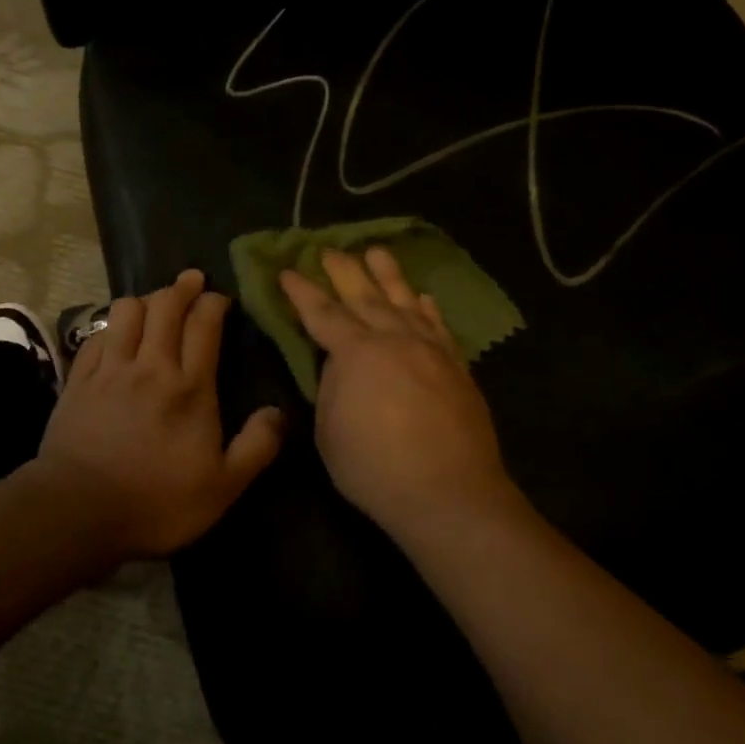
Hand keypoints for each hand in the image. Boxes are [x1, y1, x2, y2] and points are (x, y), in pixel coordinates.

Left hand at [29, 268, 284, 561]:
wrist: (78, 513)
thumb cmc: (157, 502)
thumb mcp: (223, 487)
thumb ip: (256, 446)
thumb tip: (279, 412)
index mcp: (189, 387)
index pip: (203, 325)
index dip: (213, 303)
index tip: (220, 298)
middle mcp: (150, 366)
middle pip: (165, 306)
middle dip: (182, 287)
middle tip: (192, 280)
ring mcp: (109, 370)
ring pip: (126, 312)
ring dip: (145, 299)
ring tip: (155, 303)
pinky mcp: (78, 381)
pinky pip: (95, 336)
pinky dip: (110, 326)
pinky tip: (116, 333)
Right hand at [280, 248, 515, 540]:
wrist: (449, 493)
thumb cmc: (375, 468)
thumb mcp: (330, 431)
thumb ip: (331, 388)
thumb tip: (339, 364)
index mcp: (356, 353)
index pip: (322, 313)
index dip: (302, 291)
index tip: (288, 270)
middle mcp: (394, 339)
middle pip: (364, 296)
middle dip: (344, 271)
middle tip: (329, 249)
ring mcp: (430, 350)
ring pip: (405, 301)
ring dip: (388, 275)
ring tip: (376, 252)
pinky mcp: (456, 366)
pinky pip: (438, 326)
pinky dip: (427, 308)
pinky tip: (422, 297)